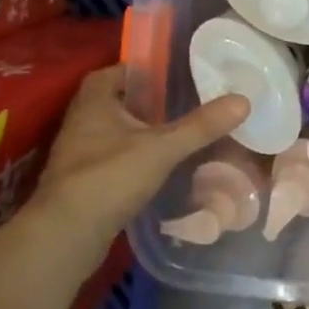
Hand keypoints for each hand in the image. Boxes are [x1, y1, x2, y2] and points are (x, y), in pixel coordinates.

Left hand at [31, 65, 249, 251]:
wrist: (64, 238)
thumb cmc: (109, 178)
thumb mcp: (162, 148)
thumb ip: (201, 126)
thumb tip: (244, 100)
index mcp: (94, 103)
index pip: (112, 72)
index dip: (138, 70)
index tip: (167, 75)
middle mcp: (80, 123)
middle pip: (112, 102)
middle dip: (141, 102)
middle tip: (176, 103)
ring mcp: (77, 156)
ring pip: (110, 132)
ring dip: (135, 131)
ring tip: (171, 133)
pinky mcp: (80, 185)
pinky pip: (109, 160)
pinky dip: (129, 159)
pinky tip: (153, 168)